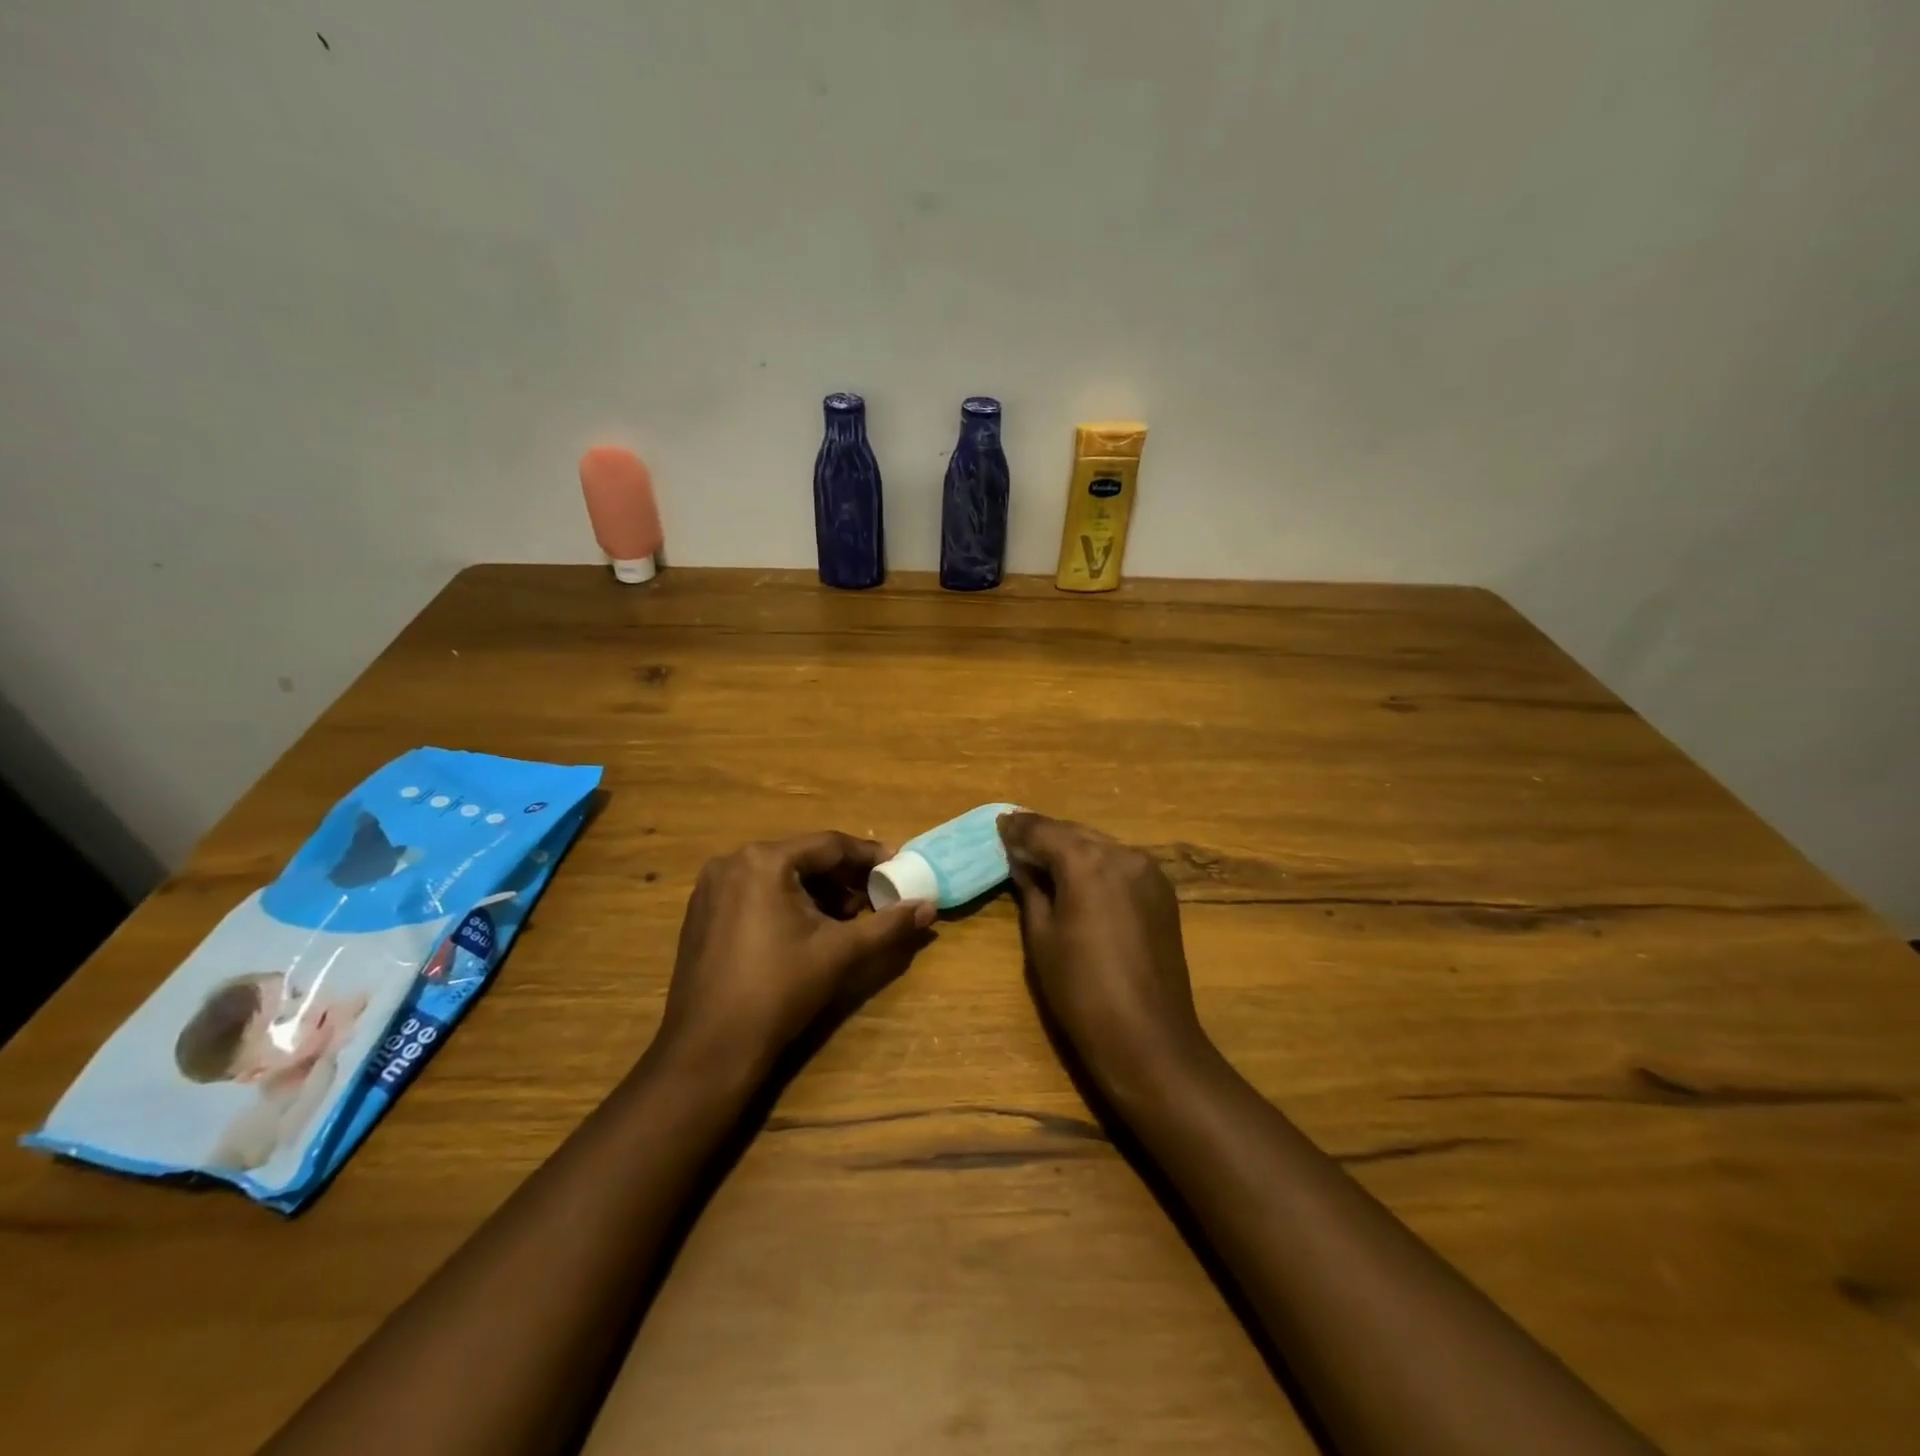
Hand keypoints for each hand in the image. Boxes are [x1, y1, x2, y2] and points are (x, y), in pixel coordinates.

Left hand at [659, 832, 934, 1071]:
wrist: (710, 1049)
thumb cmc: (779, 990)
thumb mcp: (840, 953)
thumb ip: (888, 924)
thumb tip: (929, 906)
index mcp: (765, 861)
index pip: (830, 845)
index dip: (868, 856)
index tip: (898, 867)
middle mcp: (732, 862)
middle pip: (803, 858)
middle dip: (843, 878)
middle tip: (875, 898)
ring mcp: (711, 888)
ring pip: (779, 876)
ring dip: (816, 891)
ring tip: (846, 918)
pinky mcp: (702, 913)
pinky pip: (755, 892)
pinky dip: (786, 902)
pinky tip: (806, 930)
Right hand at [999, 812, 1214, 1088]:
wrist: (1147, 1036)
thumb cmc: (1081, 990)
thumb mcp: (1041, 936)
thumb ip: (1032, 888)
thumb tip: (1023, 861)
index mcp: (1087, 862)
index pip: (1044, 831)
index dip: (1018, 828)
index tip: (999, 823)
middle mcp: (1122, 854)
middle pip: (1075, 833)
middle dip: (1044, 834)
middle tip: (1015, 835)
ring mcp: (1148, 871)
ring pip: (1100, 845)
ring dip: (1071, 847)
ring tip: (1044, 855)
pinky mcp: (1163, 891)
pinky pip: (1121, 863)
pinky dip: (1097, 862)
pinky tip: (1080, 875)